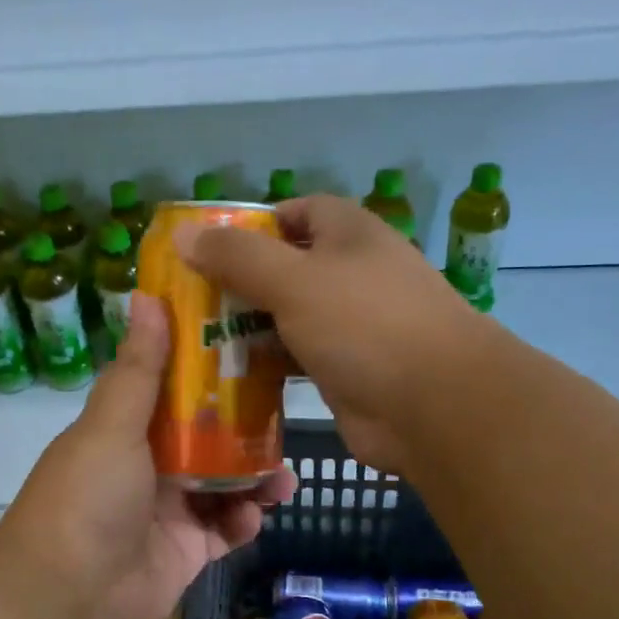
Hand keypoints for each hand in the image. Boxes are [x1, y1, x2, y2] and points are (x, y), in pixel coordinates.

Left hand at [0, 293, 296, 618]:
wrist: (71, 597)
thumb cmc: (89, 497)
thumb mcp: (111, 424)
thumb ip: (137, 367)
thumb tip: (146, 294)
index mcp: (126, 429)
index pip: (174, 389)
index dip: (210, 370)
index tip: (253, 350)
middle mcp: (147, 465)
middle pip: (207, 437)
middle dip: (245, 430)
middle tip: (284, 420)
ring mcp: (168, 510)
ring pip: (224, 484)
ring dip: (254, 479)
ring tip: (283, 479)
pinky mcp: (186, 552)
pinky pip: (225, 530)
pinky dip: (243, 522)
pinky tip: (254, 517)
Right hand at [180, 195, 492, 472]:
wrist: (435, 406)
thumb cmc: (365, 325)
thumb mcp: (294, 281)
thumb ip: (238, 256)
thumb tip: (184, 233)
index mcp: (349, 235)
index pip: (297, 212)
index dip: (255, 224)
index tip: (210, 247)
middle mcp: (352, 274)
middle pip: (286, 267)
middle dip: (240, 281)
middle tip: (189, 300)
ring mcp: (350, 325)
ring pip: (288, 316)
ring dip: (249, 326)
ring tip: (195, 337)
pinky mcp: (345, 369)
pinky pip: (295, 357)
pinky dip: (266, 363)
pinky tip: (227, 375)